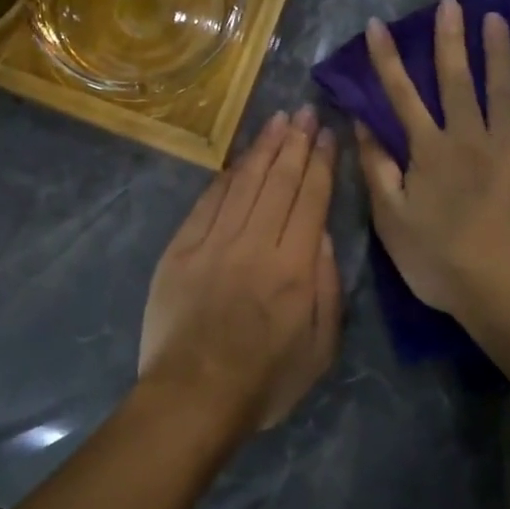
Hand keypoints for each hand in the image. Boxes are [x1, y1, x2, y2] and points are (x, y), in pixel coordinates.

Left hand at [138, 107, 341, 432]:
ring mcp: (214, 242)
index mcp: (294, 267)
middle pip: (279, 181)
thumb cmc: (264, 381)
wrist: (192, 397)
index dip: (320, 163)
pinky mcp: (182, 248)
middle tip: (304, 112)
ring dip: (263, 148)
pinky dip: (226, 176)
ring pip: (244, 182)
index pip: (310, 199)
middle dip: (295, 142)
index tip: (326, 134)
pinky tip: (237, 158)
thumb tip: (322, 234)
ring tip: (277, 120)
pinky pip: (208, 201)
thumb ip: (327, 287)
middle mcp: (255, 243)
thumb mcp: (320, 348)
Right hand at [356, 0, 509, 325]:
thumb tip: (359, 123)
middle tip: (450, 2)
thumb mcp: (392, 220)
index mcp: (428, 151)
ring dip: (496, 50)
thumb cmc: (441, 262)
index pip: (401, 94)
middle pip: (456, 79)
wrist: (509, 294)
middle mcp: (469, 137)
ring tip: (494, 18)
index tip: (378, 24)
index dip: (387, 58)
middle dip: (449, 38)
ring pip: (502, 87)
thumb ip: (376, 168)